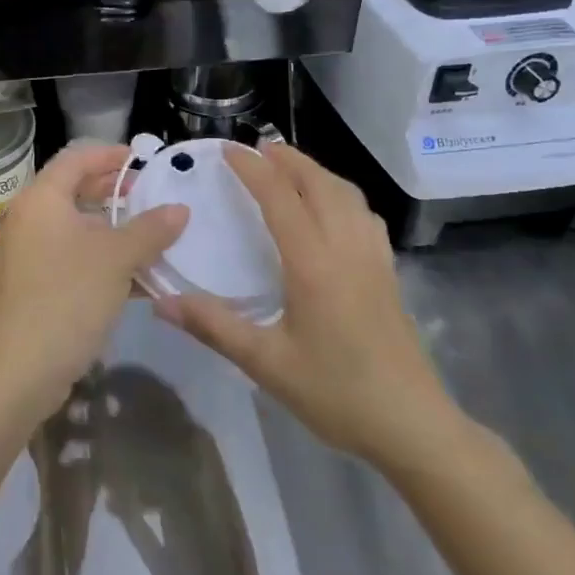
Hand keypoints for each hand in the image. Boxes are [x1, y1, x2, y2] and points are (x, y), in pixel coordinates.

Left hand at [0, 144, 187, 421]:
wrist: (18, 371)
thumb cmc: (67, 298)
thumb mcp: (116, 259)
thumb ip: (150, 229)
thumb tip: (180, 208)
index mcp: (42, 199)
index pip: (76, 158)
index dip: (110, 154)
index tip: (143, 159)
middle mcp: (31, 219)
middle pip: (75, 190)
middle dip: (114, 191)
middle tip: (151, 194)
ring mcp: (30, 254)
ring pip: (78, 228)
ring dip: (114, 229)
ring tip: (154, 234)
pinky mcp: (36, 286)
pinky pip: (75, 258)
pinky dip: (104, 259)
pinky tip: (140, 277)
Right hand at [153, 141, 471, 477]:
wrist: (412, 425)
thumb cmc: (337, 393)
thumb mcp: (267, 364)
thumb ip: (214, 327)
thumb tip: (162, 302)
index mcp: (313, 262)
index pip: (279, 197)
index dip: (252, 169)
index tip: (228, 150)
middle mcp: (345, 247)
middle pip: (319, 183)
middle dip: (288, 159)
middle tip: (258, 149)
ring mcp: (373, 257)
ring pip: (346, 194)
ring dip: (316, 172)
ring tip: (291, 168)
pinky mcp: (388, 272)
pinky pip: (364, 214)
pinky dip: (342, 194)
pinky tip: (334, 209)